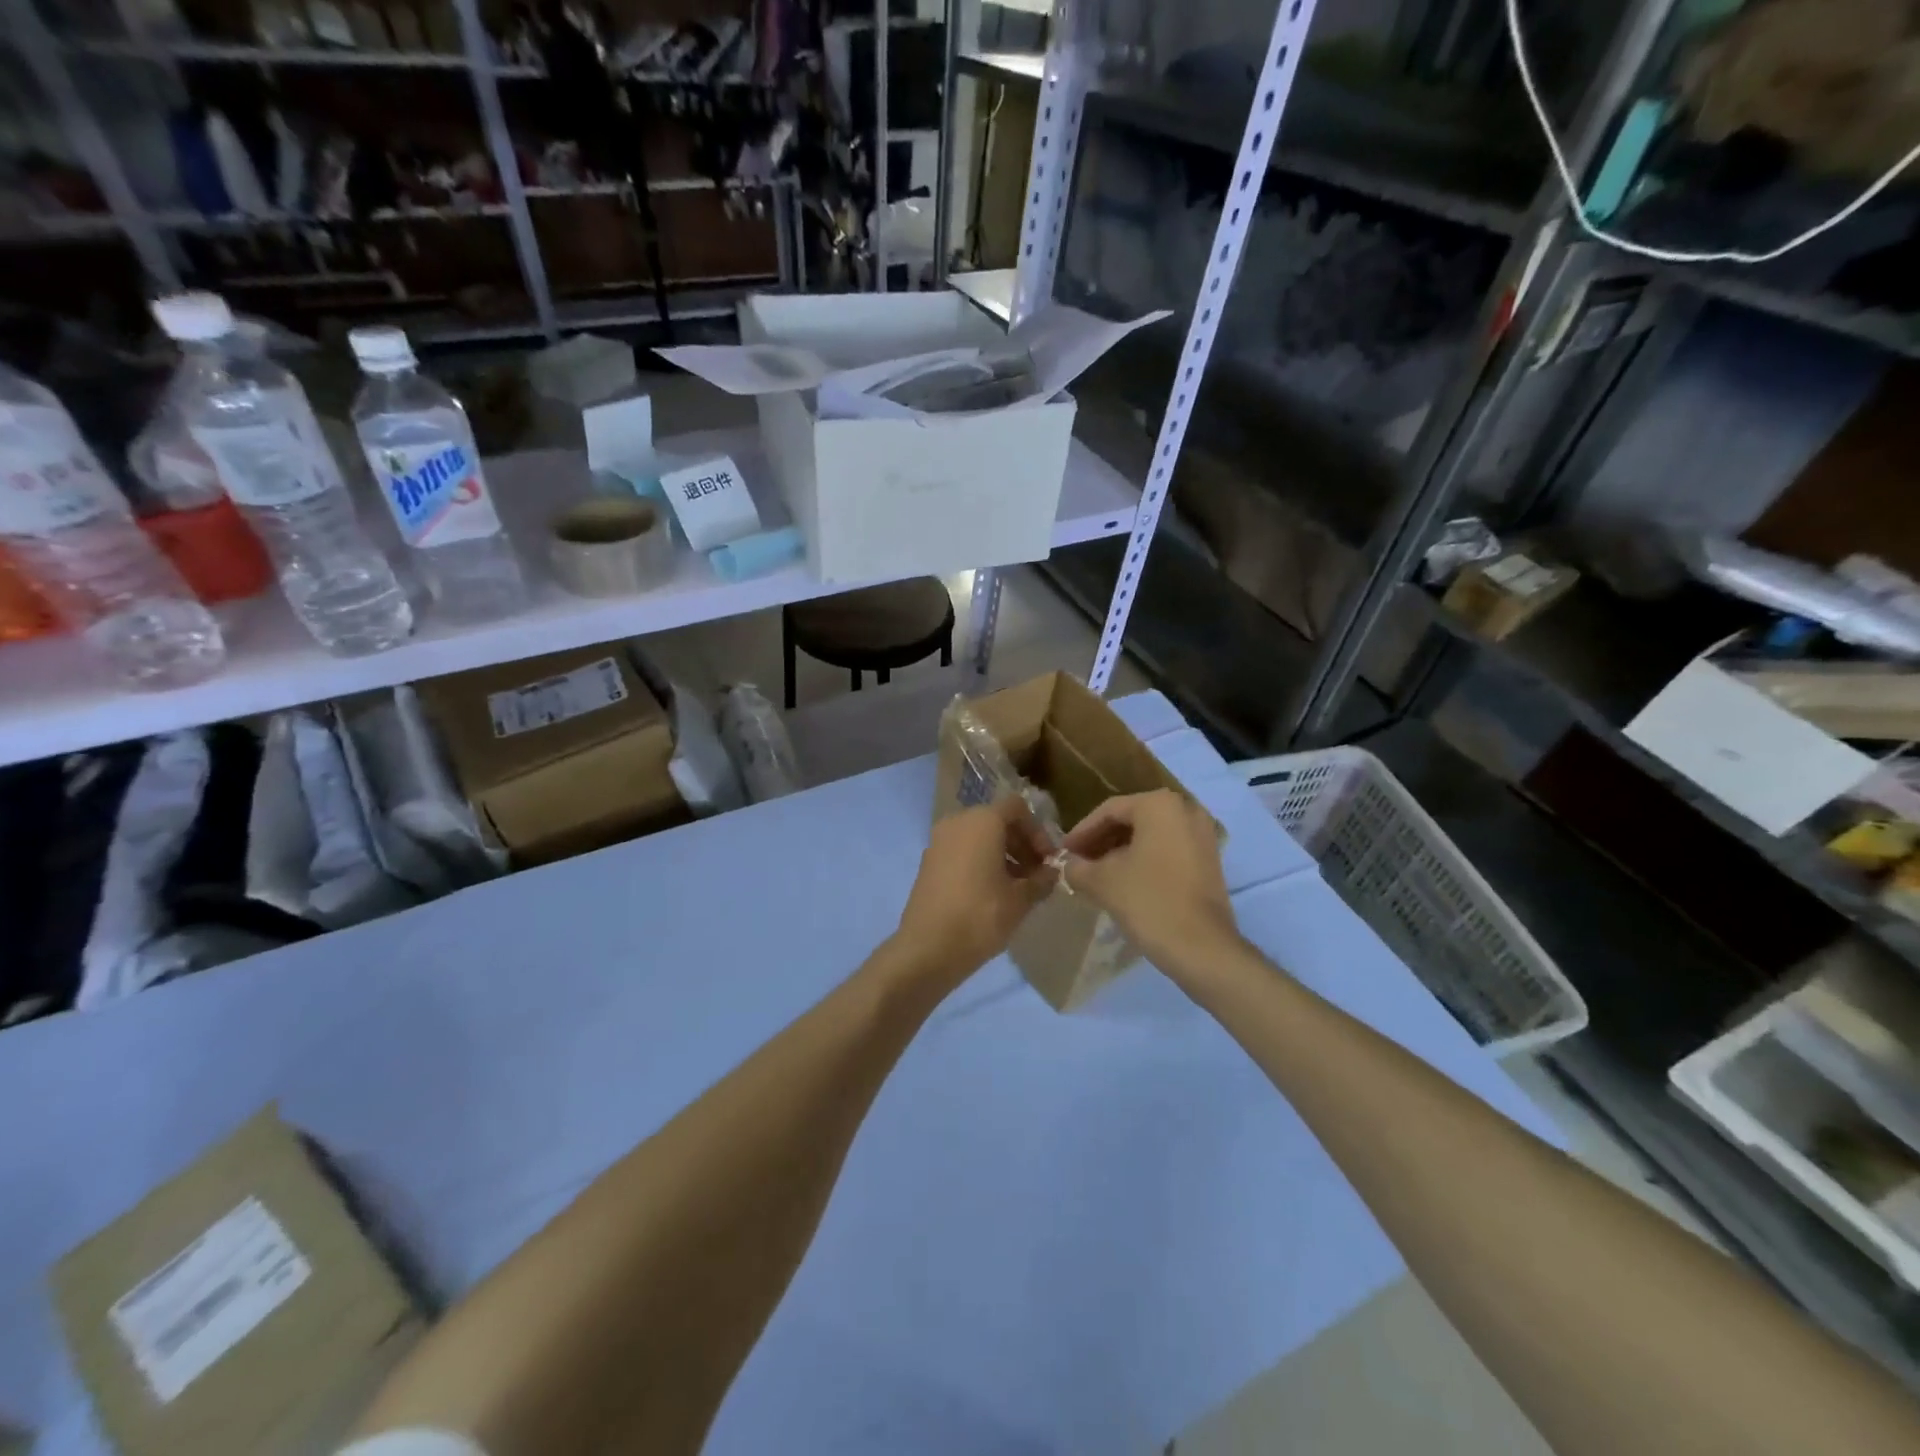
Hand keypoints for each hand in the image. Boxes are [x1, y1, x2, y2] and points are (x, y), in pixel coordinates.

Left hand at [891, 796, 1057, 985]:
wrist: (927, 949)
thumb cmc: (980, 916)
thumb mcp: (1021, 900)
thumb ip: (1041, 880)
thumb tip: (1051, 872)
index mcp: (982, 821)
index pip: (1017, 808)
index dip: (1038, 831)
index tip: (1048, 861)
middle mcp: (958, 822)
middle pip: (997, 820)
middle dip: (1021, 844)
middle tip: (1037, 875)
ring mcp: (939, 841)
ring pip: (979, 836)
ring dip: (1003, 855)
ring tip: (1018, 888)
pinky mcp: (929, 862)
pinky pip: (962, 851)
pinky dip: (980, 862)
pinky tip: (993, 893)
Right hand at [1061, 789, 1239, 977]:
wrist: (1202, 948)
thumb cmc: (1149, 901)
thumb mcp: (1102, 881)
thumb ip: (1077, 867)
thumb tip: (1066, 864)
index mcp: (1159, 804)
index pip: (1109, 811)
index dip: (1081, 832)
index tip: (1064, 853)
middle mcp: (1185, 809)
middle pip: (1131, 819)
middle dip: (1101, 841)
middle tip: (1078, 863)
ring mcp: (1202, 834)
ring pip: (1150, 835)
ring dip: (1120, 852)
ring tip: (1096, 874)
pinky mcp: (1210, 859)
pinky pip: (1168, 849)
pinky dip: (1144, 859)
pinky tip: (1124, 881)